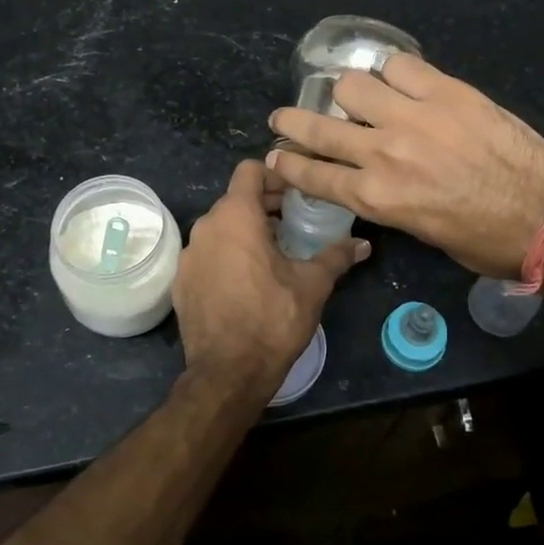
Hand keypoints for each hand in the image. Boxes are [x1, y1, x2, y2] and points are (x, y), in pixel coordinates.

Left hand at [172, 159, 368, 404]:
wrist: (227, 373)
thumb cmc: (273, 319)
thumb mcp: (312, 285)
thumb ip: (336, 257)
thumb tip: (363, 244)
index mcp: (235, 217)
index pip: (250, 171)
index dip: (275, 176)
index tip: (296, 196)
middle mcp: (206, 227)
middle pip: (236, 199)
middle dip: (265, 206)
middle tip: (294, 224)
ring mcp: (189, 256)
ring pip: (220, 228)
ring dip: (246, 232)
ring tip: (273, 254)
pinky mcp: (180, 282)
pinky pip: (207, 255)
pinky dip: (227, 256)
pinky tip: (248, 283)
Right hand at [266, 53, 543, 279]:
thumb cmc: (483, 239)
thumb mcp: (418, 231)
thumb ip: (386, 199)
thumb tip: (371, 176)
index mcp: (376, 197)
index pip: (313, 175)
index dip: (288, 164)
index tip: (274, 155)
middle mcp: (383, 152)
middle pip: (319, 127)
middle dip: (292, 123)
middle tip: (283, 117)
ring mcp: (414, 116)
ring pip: (353, 85)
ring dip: (347, 93)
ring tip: (354, 96)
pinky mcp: (446, 91)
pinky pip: (401, 65)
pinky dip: (391, 71)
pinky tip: (395, 78)